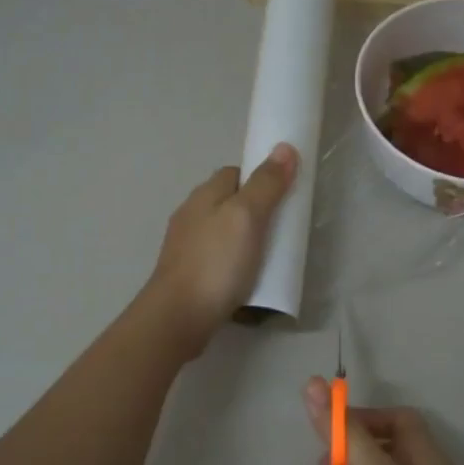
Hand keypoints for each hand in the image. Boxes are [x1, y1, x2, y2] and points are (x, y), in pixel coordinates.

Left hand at [142, 145, 298, 358]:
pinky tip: (246, 277)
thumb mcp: (247, 217)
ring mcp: (186, 246)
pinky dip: (234, 262)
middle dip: (255, 210)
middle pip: (229, 202)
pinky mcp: (188, 274)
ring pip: (222, 231)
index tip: (284, 195)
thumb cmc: (216, 262)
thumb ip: (266, 184)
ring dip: (244, 238)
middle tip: (282, 228)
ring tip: (269, 255)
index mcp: (204, 195)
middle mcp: (191, 215)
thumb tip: (284, 148)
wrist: (179, 316)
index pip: (235, 173)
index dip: (260, 179)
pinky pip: (217, 258)